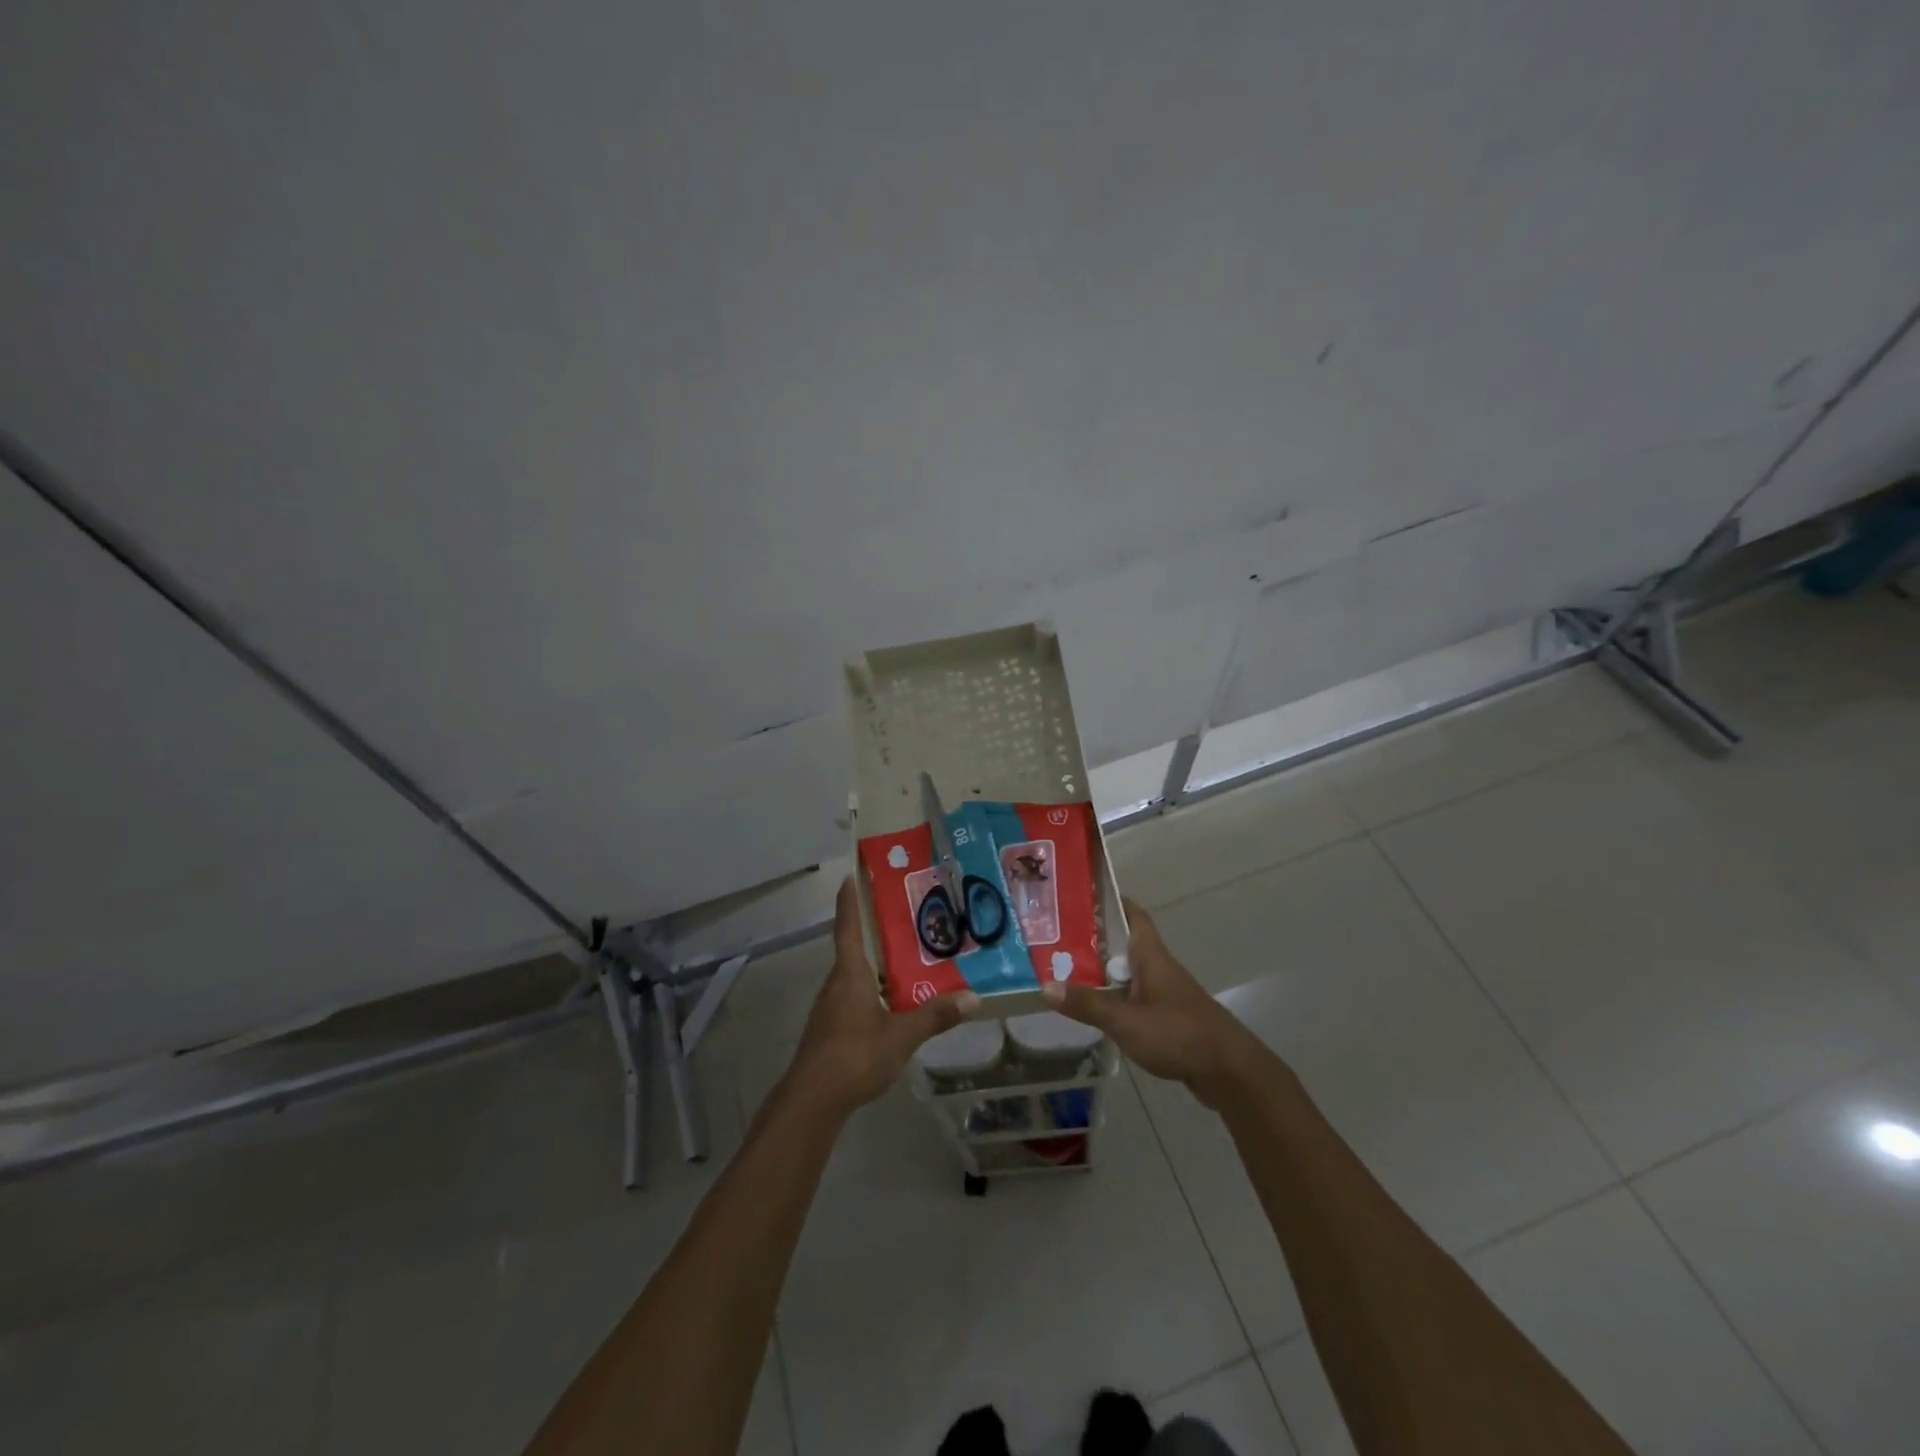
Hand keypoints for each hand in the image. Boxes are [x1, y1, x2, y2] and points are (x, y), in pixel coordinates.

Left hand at [780, 877, 979, 1120]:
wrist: (812, 1100)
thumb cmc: (854, 1056)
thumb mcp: (902, 1036)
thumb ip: (935, 1016)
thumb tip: (973, 997)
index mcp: (850, 974)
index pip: (848, 927)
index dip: (849, 901)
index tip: (848, 876)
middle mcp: (836, 984)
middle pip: (853, 950)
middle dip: (874, 934)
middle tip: (903, 920)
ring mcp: (830, 1008)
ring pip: (855, 977)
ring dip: (876, 967)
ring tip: (907, 963)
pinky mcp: (830, 1029)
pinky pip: (854, 998)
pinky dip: (873, 992)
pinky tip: (893, 1005)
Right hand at [1042, 898, 1267, 1107]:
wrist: (1228, 1071)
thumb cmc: (1178, 1033)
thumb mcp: (1125, 1020)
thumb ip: (1087, 1003)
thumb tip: (1045, 986)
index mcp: (1151, 955)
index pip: (1133, 915)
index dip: (1112, 901)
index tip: (1082, 896)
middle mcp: (1159, 967)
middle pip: (1125, 943)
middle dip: (1095, 939)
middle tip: (1058, 937)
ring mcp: (1166, 993)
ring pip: (1129, 972)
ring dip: (1103, 970)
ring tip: (1067, 971)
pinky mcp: (1169, 1017)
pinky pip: (1135, 997)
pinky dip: (1115, 997)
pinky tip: (1095, 1008)